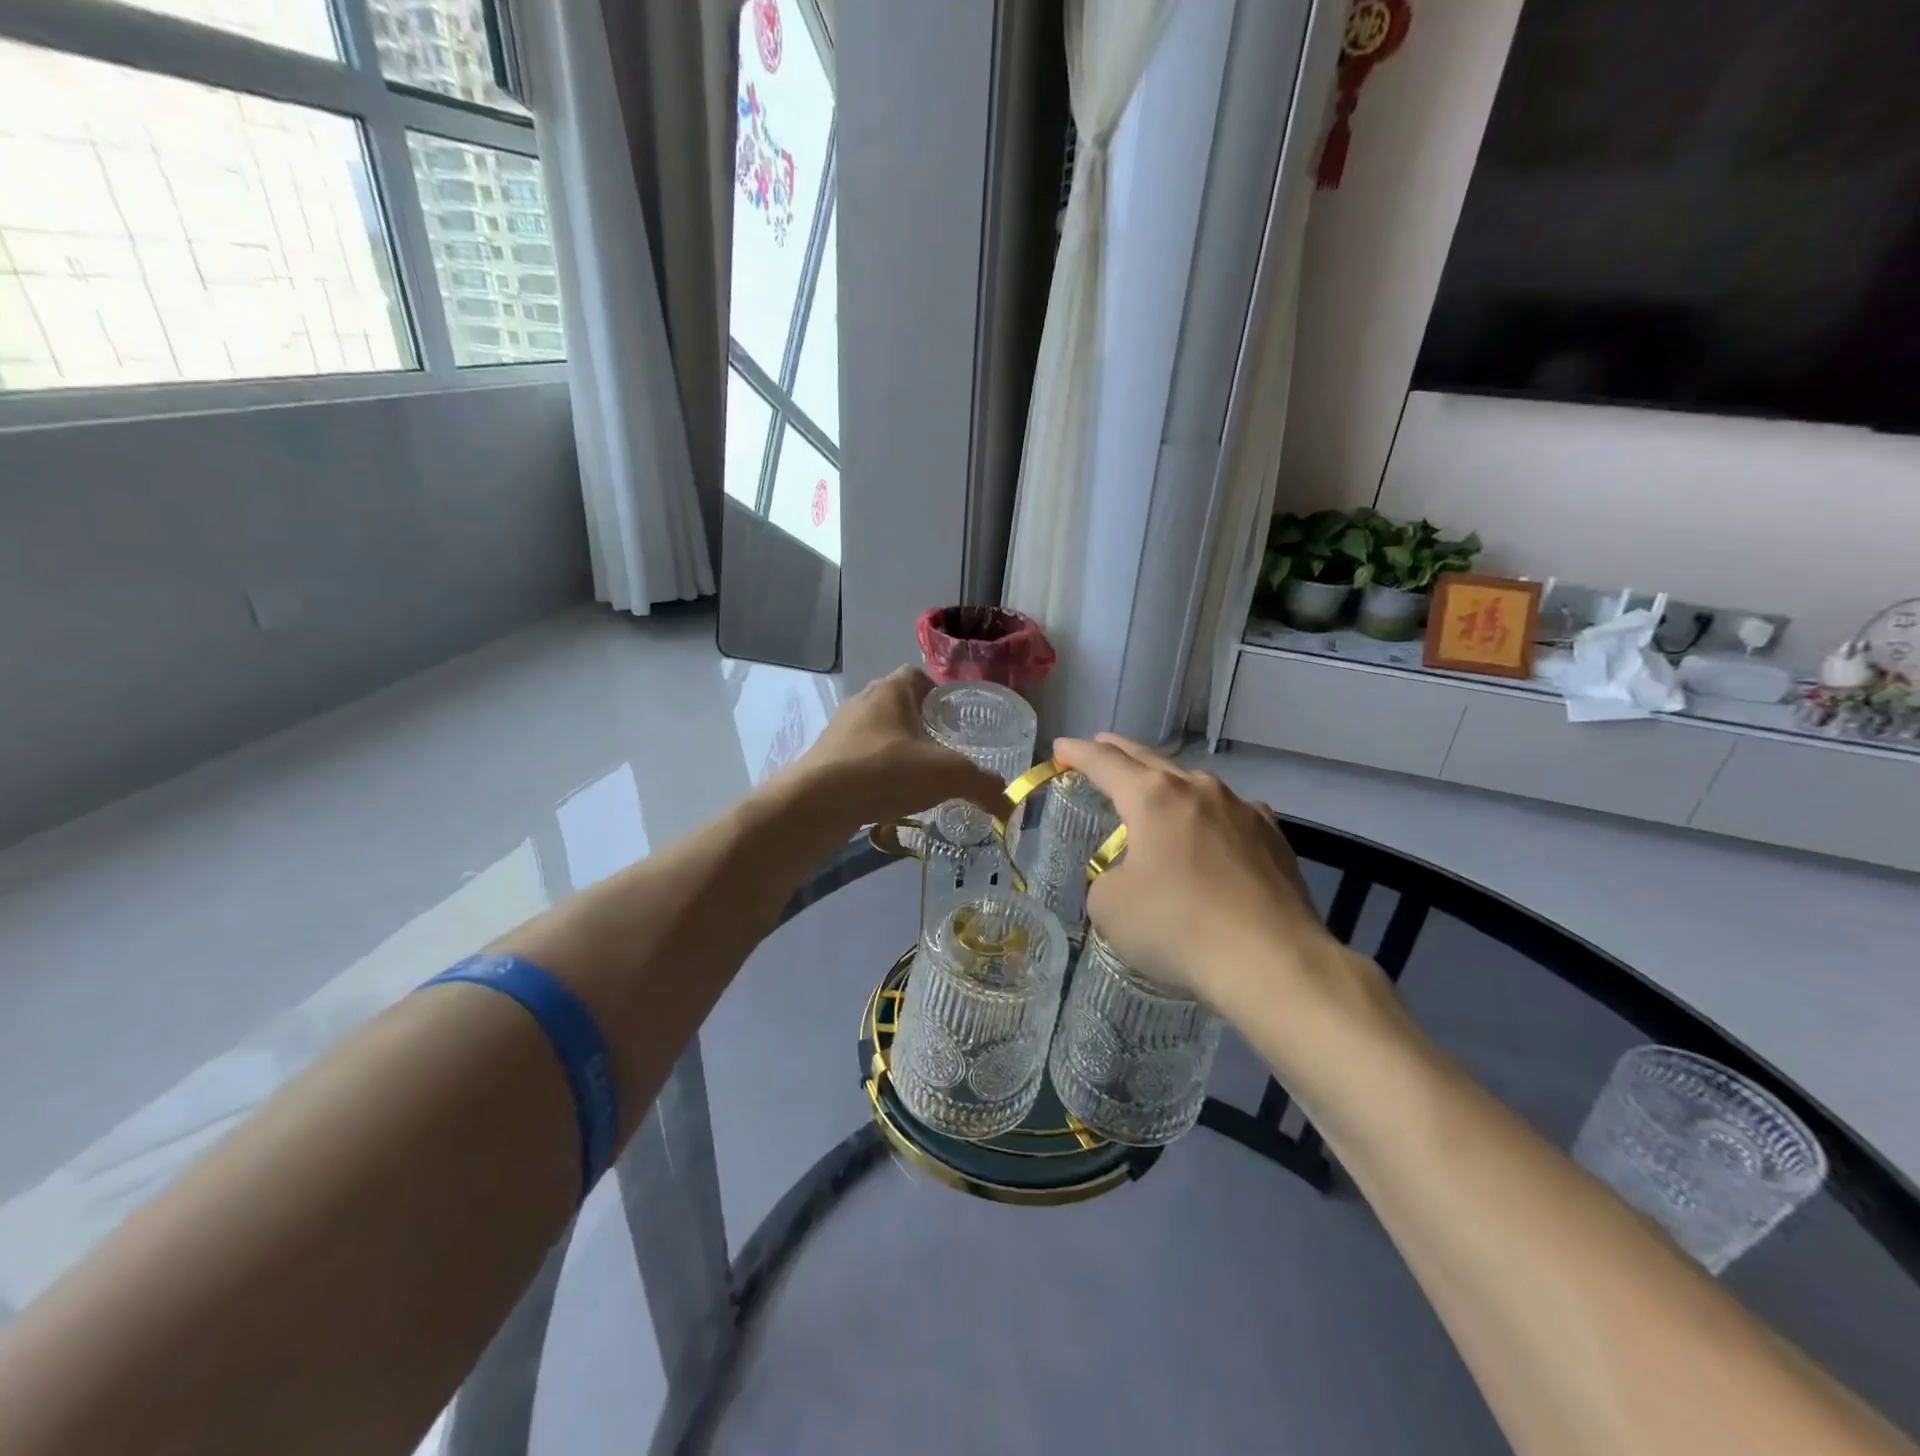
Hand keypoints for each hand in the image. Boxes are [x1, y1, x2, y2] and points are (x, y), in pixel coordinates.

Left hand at [792, 667, 1009, 829]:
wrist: (819, 801)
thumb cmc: (887, 771)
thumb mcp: (947, 775)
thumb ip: (981, 784)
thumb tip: (1007, 801)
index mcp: (891, 691)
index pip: (917, 676)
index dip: (938, 693)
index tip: (954, 718)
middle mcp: (862, 702)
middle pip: (897, 704)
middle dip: (919, 723)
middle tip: (942, 749)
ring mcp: (839, 730)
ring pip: (876, 732)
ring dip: (895, 749)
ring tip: (916, 777)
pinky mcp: (825, 758)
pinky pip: (858, 758)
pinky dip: (875, 772)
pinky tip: (887, 797)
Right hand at [1055, 734, 1348, 1019]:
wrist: (1273, 963)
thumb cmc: (1178, 927)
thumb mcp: (1110, 907)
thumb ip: (1107, 878)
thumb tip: (1129, 876)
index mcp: (1153, 797)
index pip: (1105, 763)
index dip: (1077, 753)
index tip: (1059, 748)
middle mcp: (1199, 790)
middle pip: (1150, 759)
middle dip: (1120, 752)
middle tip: (1100, 745)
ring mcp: (1243, 809)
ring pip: (1194, 784)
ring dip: (1168, 784)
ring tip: (1155, 790)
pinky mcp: (1274, 838)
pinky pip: (1230, 814)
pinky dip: (1208, 815)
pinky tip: (1211, 831)